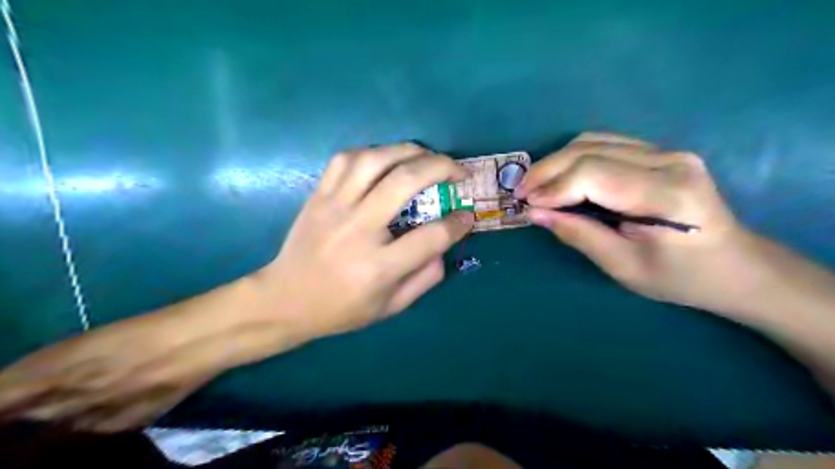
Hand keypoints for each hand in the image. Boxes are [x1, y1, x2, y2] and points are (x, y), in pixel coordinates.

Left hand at [0, 142, 467, 432]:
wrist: (284, 300)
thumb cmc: (340, 309)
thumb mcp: (390, 307)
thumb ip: (424, 279)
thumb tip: (445, 247)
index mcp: (378, 266)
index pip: (431, 236)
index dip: (458, 223)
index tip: (468, 215)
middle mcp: (358, 229)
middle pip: (405, 182)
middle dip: (442, 168)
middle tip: (459, 171)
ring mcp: (334, 207)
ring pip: (375, 160)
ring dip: (409, 151)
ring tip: (427, 156)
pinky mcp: (318, 196)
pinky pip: (345, 159)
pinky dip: (372, 152)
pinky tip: (387, 158)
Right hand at [520, 132, 772, 318]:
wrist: (734, 266)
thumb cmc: (680, 277)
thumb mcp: (624, 267)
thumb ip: (578, 235)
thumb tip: (535, 213)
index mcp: (666, 194)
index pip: (593, 174)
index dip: (553, 187)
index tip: (526, 204)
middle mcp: (669, 161)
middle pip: (590, 150)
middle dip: (547, 170)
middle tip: (521, 192)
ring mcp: (667, 151)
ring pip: (593, 141)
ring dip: (557, 161)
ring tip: (536, 186)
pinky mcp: (660, 153)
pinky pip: (605, 144)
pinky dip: (574, 159)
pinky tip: (560, 178)